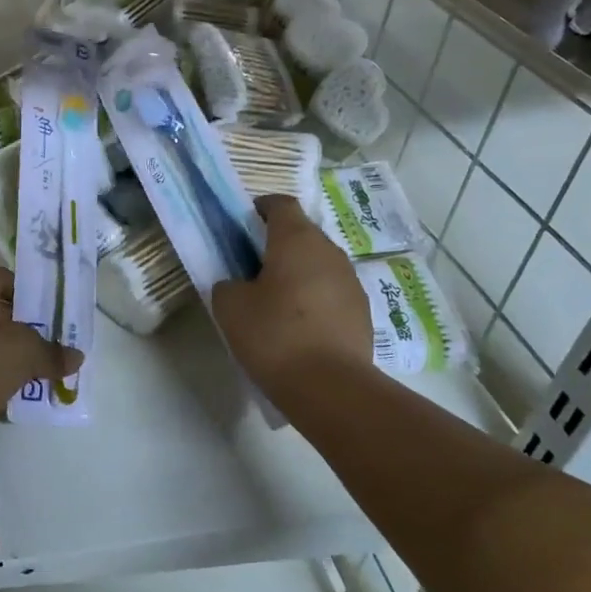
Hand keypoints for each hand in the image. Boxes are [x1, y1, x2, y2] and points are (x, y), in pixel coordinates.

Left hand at [0, 265, 82, 424]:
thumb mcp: (27, 353)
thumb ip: (53, 352)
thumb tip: (77, 357)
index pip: (2, 276)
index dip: (27, 290)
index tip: (49, 313)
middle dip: (22, 326)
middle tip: (48, 343)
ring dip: (9, 354)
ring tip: (36, 371)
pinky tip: (12, 392)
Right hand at [211, 196, 374, 407]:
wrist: (329, 387)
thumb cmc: (274, 335)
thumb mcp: (230, 307)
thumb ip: (228, 284)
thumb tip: (238, 284)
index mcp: (296, 240)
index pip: (281, 204)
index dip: (261, 207)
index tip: (243, 222)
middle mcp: (329, 252)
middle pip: (301, 234)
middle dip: (276, 244)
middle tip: (251, 267)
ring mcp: (351, 282)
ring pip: (318, 264)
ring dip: (297, 273)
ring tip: (274, 301)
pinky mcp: (362, 312)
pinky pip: (331, 293)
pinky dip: (314, 299)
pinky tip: (298, 327)